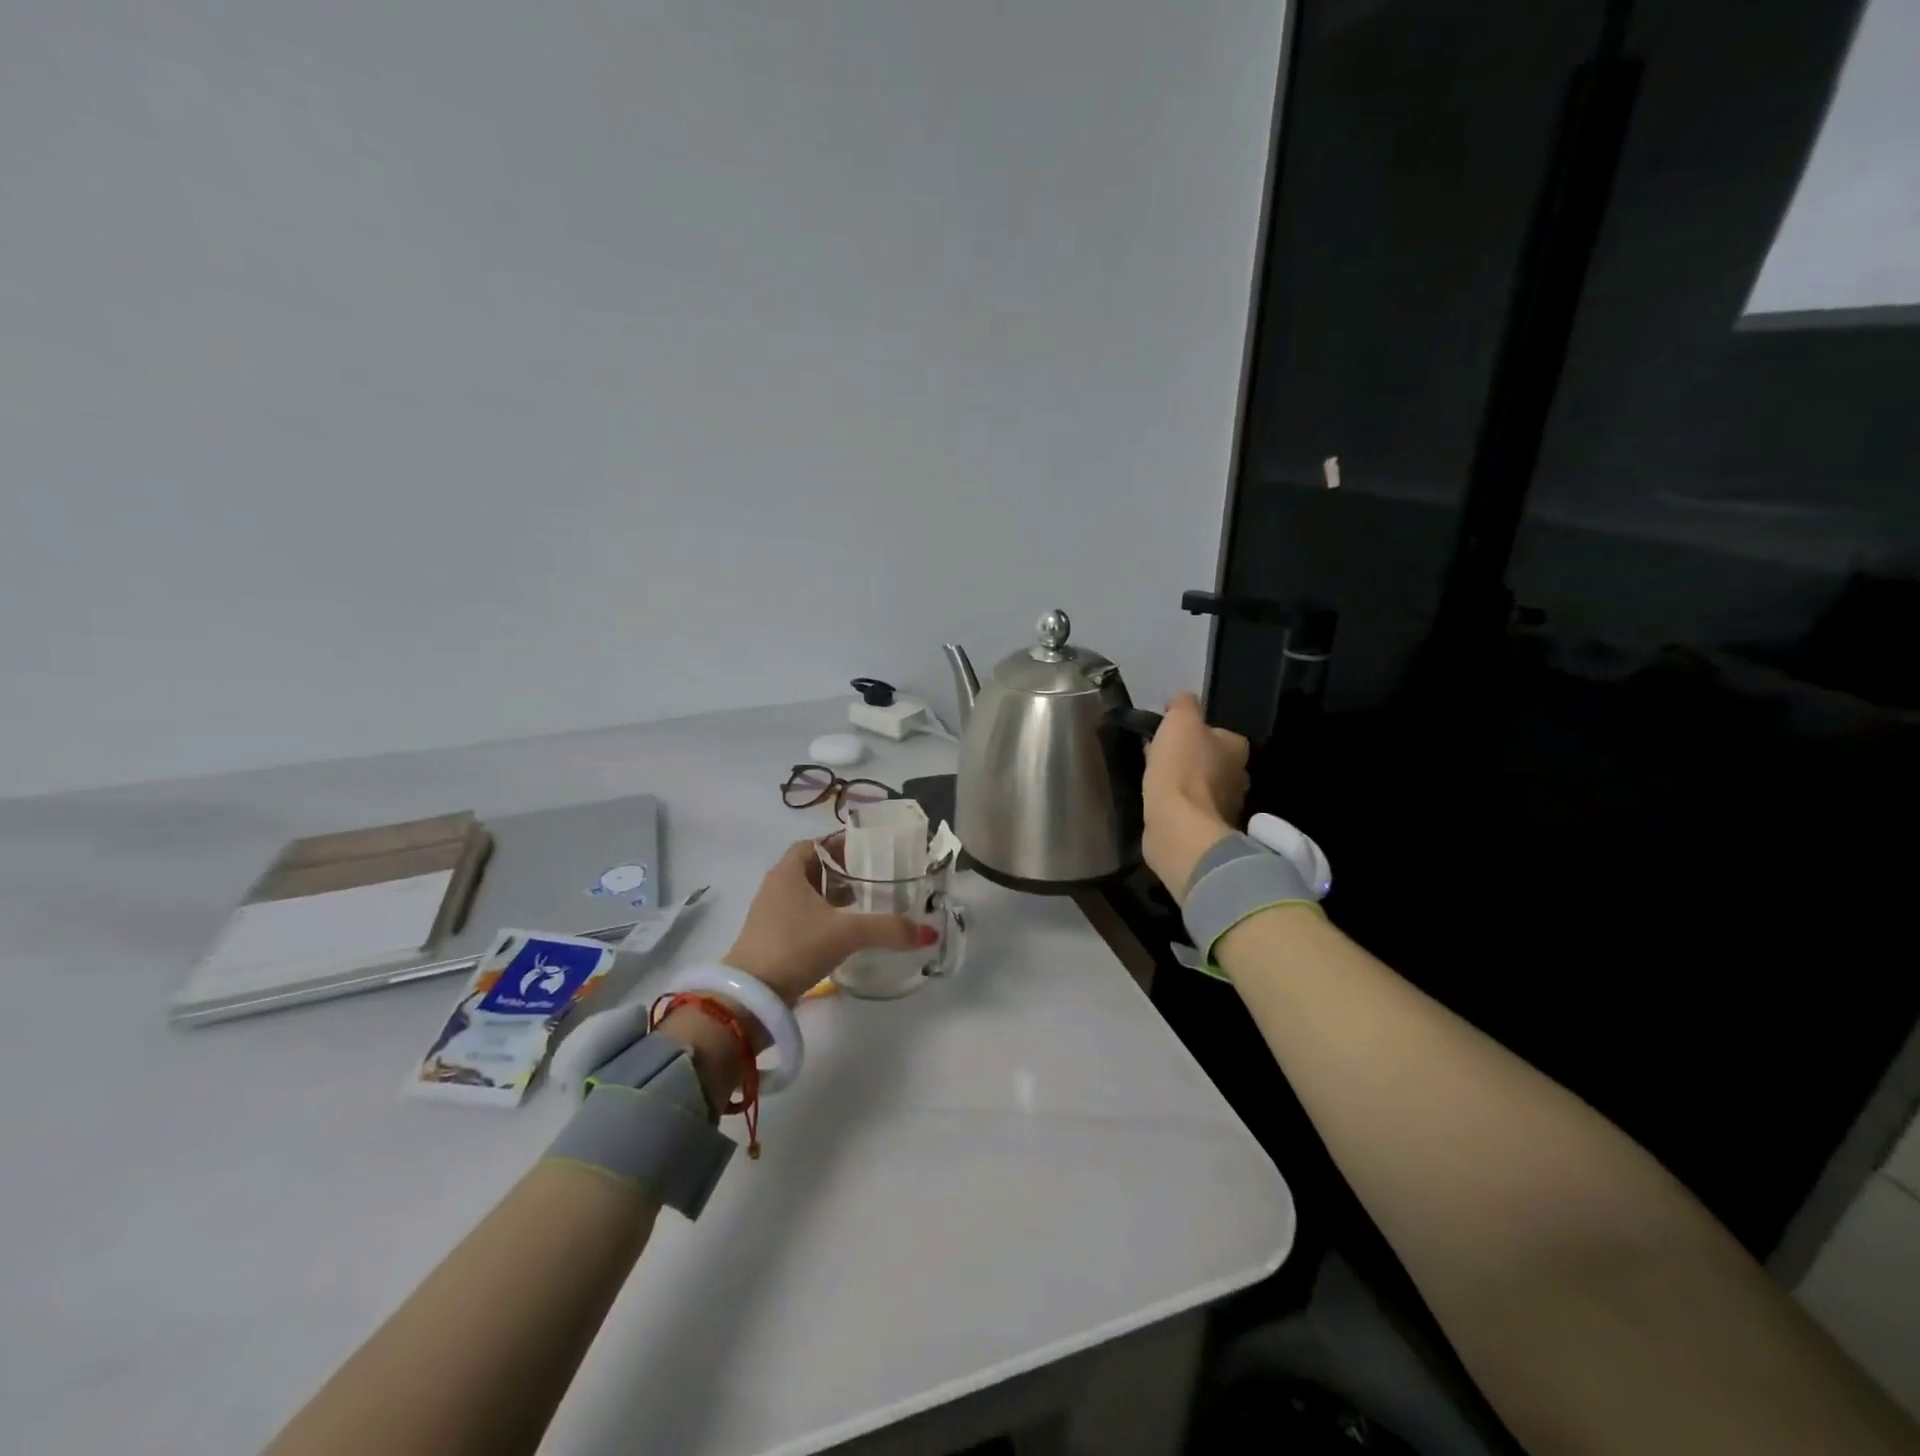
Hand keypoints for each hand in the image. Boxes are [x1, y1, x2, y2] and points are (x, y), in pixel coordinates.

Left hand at [722, 839, 933, 1003]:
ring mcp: (772, 915)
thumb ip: (888, 928)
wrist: (750, 998)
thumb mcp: (846, 933)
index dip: (841, 844)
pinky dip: (826, 919)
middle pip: (814, 869)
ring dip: (835, 897)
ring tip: (867, 904)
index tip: (870, 852)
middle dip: (844, 872)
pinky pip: (805, 918)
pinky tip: (848, 933)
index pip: (816, 844)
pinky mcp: (774, 940)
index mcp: (788, 872)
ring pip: (810, 895)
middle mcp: (777, 887)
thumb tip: (928, 933)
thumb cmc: (794, 947)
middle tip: (876, 878)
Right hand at [1141, 692, 1249, 900]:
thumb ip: (1184, 705)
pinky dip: (1178, 806)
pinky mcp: (1206, 831)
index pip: (1218, 733)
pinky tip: (1160, 804)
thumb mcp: (1180, 721)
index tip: (1168, 735)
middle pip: (1211, 761)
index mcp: (1237, 748)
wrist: (1179, 828)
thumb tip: (1182, 701)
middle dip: (1189, 758)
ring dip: (1182, 783)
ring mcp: (1225, 808)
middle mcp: (1239, 778)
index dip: (1193, 732)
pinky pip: (1191, 810)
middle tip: (1159, 757)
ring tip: (1155, 781)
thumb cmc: (1181, 770)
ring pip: (1201, 787)